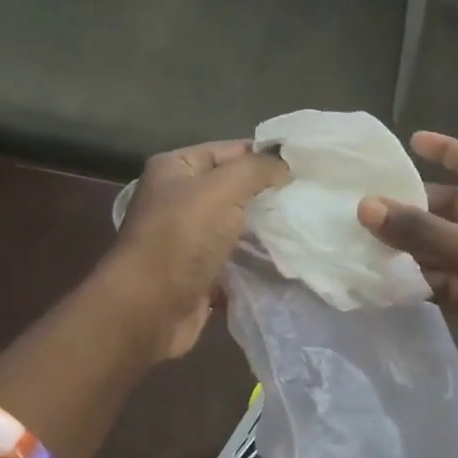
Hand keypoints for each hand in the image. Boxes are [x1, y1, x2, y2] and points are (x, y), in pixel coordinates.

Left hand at [111, 140, 287, 358]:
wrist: (149, 308)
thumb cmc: (182, 238)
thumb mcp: (222, 189)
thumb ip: (256, 169)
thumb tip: (284, 164)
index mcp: (175, 168)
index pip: (230, 149)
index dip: (266, 156)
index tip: (305, 166)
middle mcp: (178, 198)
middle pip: (233, 187)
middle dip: (268, 193)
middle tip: (308, 196)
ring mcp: (187, 237)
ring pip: (236, 224)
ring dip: (264, 228)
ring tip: (302, 225)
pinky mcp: (198, 271)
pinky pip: (234, 257)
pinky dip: (255, 259)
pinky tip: (285, 257)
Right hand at [357, 131, 457, 413]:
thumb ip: (423, 232)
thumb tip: (366, 206)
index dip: (447, 150)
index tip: (410, 141)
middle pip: (454, 208)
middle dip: (416, 208)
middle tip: (369, 206)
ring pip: (447, 246)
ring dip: (414, 246)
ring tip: (367, 242)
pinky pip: (448, 281)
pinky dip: (423, 279)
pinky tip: (388, 279)